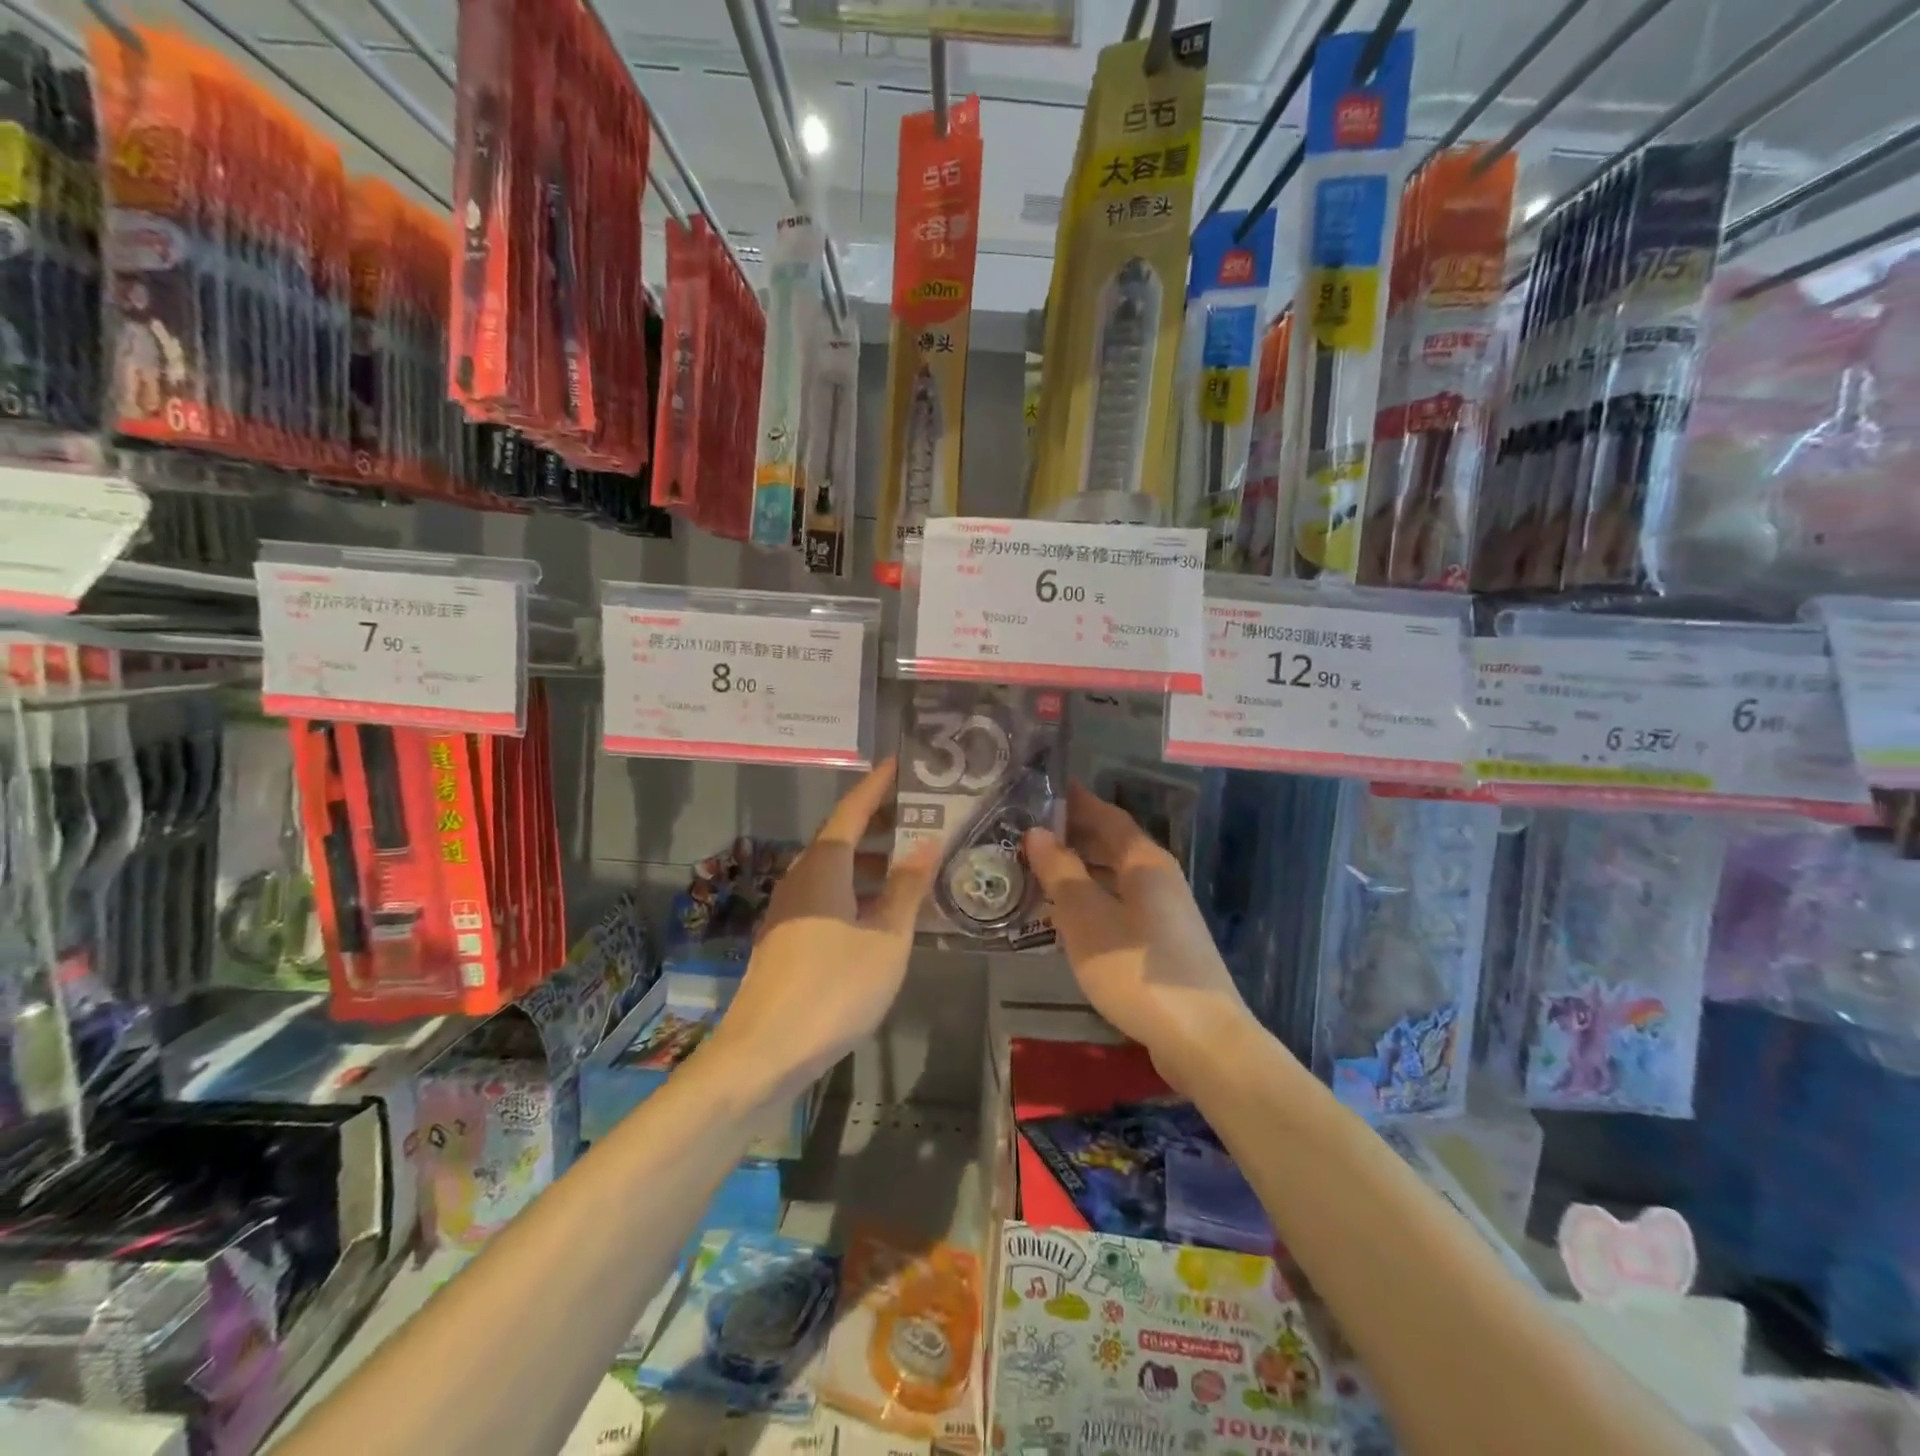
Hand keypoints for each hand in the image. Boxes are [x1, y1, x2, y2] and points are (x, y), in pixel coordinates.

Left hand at [710, 760, 937, 1100]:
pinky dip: (857, 890)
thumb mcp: (886, 939)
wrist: (763, 1052)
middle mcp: (802, 878)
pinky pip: (828, 896)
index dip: (877, 786)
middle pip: (842, 837)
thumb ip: (907, 889)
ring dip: (871, 861)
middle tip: (920, 816)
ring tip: (912, 865)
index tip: (900, 764)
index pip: (853, 810)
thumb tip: (927, 844)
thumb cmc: (833, 989)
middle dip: (880, 824)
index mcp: (824, 867)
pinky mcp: (788, 936)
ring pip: (835, 870)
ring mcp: (790, 909)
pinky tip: (884, 912)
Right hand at [1024, 782, 1254, 1086]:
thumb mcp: (1085, 917)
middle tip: (1032, 832)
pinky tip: (1071, 918)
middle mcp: (1160, 878)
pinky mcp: (1166, 944)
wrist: (1201, 1037)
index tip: (1047, 789)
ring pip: (1117, 878)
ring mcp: (1167, 913)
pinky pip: (1122, 905)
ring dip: (1083, 870)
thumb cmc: (1135, 968)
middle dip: (1076, 836)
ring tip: (1042, 871)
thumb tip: (1037, 832)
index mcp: (1145, 862)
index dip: (1078, 802)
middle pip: (1115, 845)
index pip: (1108, 816)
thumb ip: (1060, 872)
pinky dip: (1095, 899)